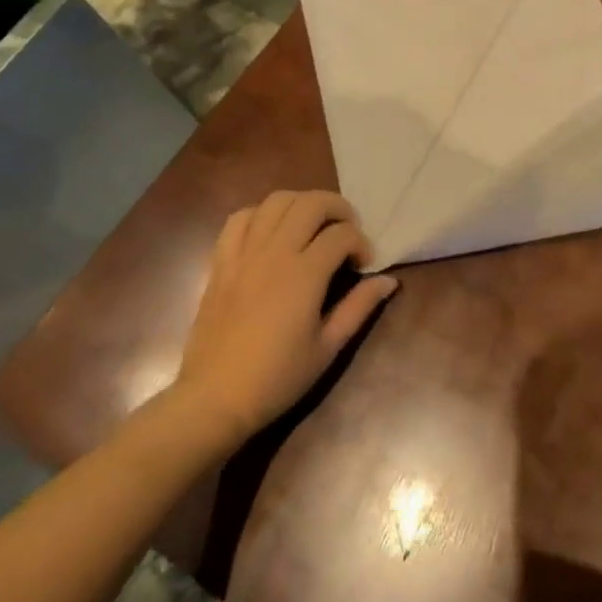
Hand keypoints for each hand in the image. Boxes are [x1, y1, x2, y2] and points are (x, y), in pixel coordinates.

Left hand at [169, 191, 397, 441]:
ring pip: (276, 201)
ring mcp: (244, 254)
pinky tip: (272, 231)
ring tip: (312, 224)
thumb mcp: (327, 348)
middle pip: (311, 203)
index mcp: (304, 275)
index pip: (342, 235)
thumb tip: (388, 281)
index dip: (361, 243)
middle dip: (338, 208)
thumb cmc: (276, 379)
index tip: (365, 265)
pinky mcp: (221, 262)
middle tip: (346, 231)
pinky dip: (261, 214)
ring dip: (301, 203)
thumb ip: (359, 307)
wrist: (213, 400)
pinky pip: (239, 219)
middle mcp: (274, 253)